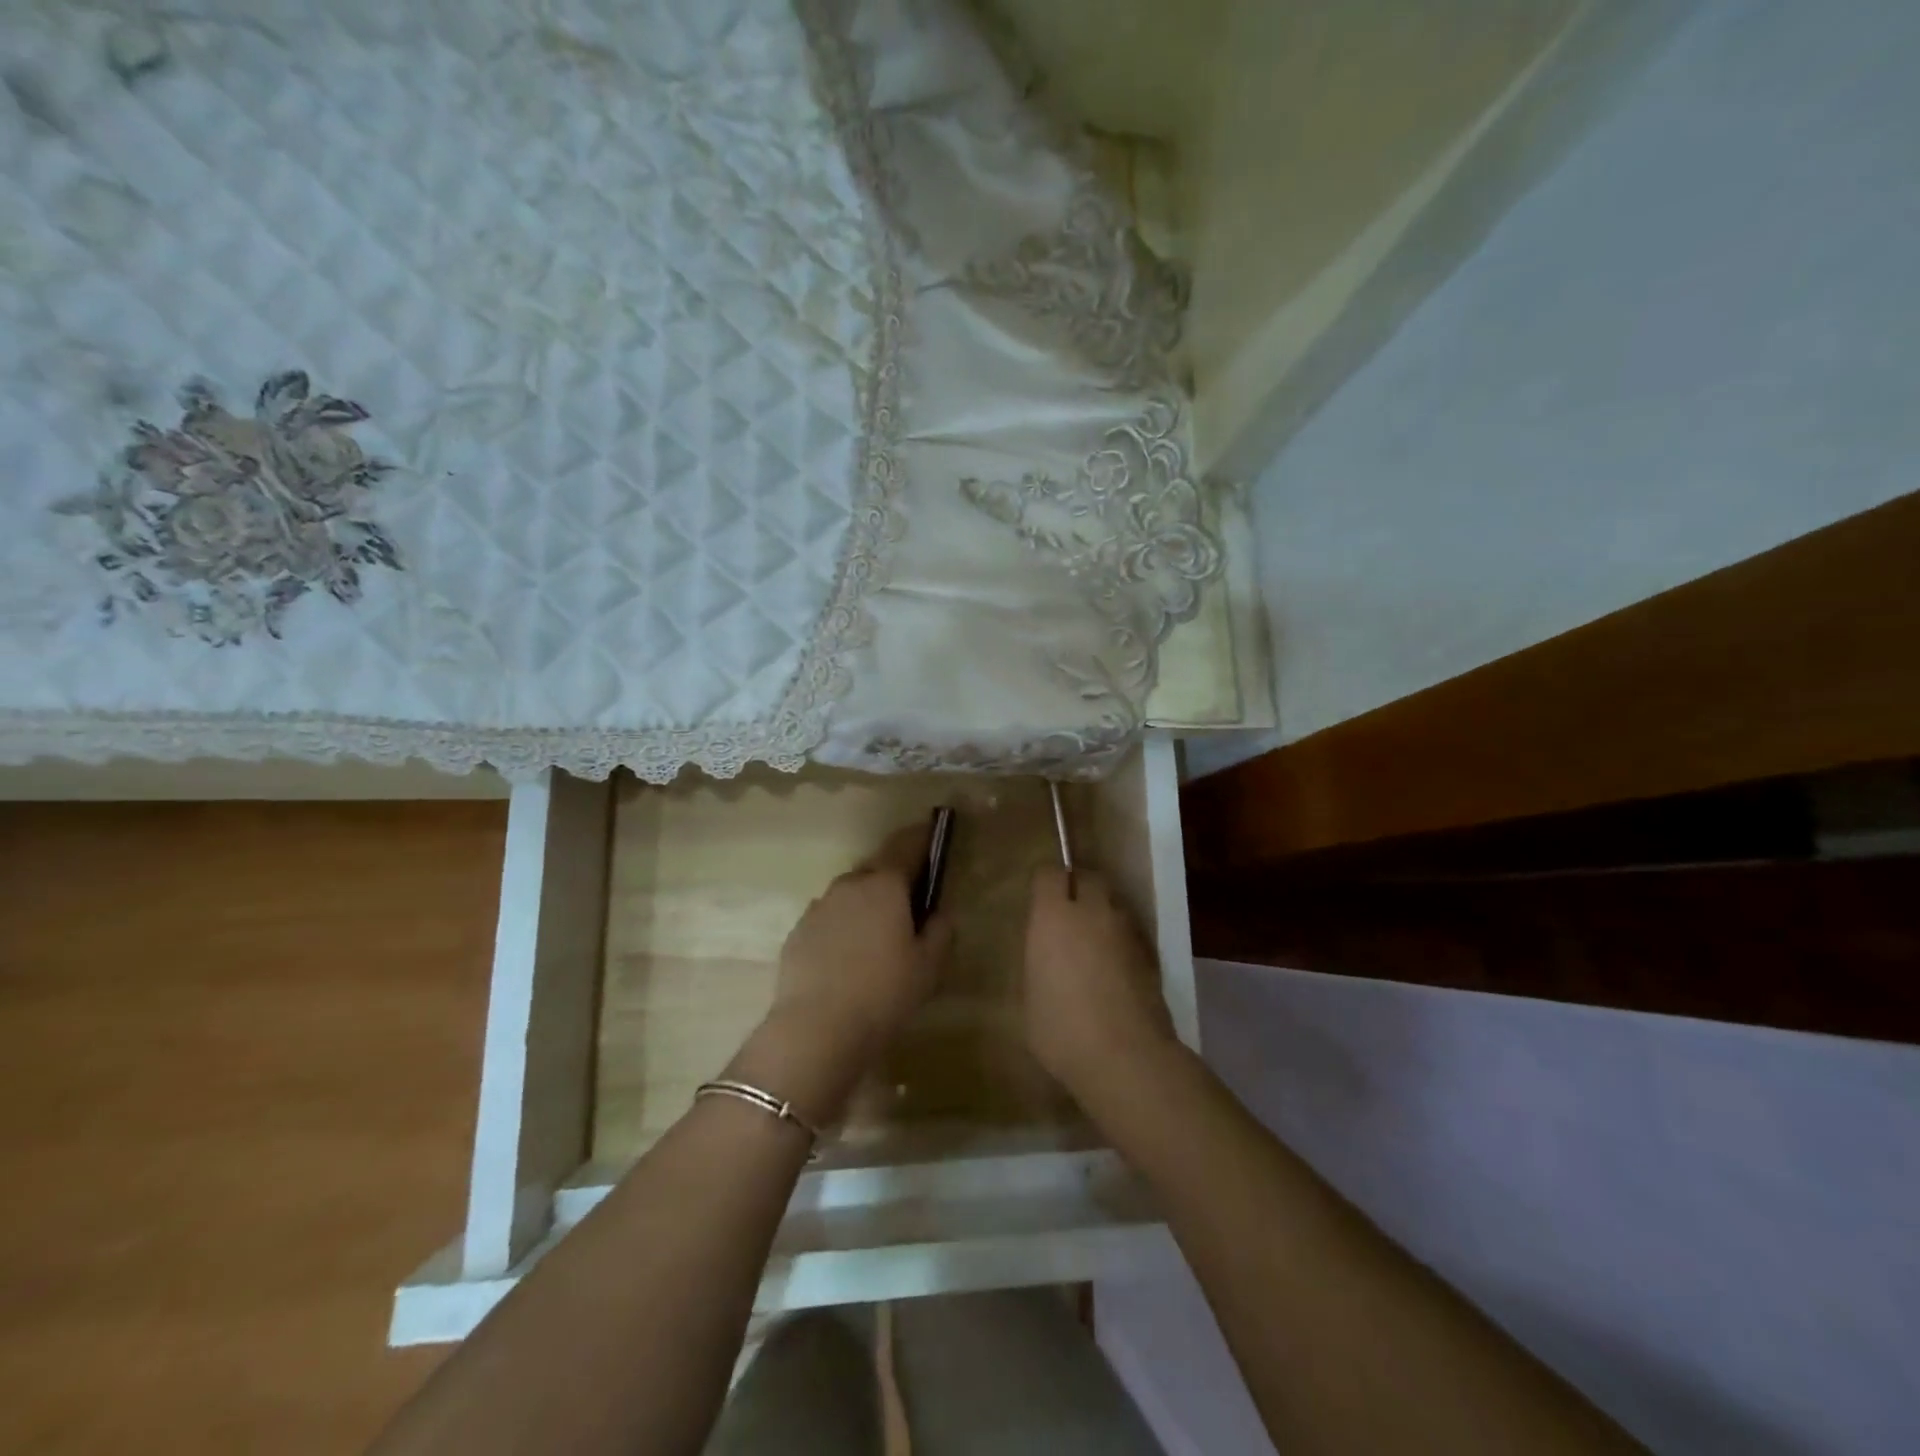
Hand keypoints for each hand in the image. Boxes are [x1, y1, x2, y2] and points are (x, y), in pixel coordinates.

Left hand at [735, 825, 951, 1123]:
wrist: (816, 1030)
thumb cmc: (884, 993)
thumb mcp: (929, 966)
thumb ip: (940, 930)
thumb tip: (938, 911)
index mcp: (885, 885)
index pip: (907, 846)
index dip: (922, 838)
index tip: (933, 833)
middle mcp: (849, 885)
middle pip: (877, 870)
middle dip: (894, 879)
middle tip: (910, 904)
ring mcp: (818, 907)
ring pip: (851, 895)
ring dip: (867, 905)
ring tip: (878, 939)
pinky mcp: (797, 933)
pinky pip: (830, 920)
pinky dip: (843, 928)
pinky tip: (849, 959)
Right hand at [1023, 866, 1175, 1098]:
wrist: (1126, 1057)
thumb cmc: (1062, 1029)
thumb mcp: (1030, 996)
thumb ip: (1038, 961)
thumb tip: (1046, 952)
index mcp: (1054, 916)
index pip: (1050, 874)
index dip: (1045, 883)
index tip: (1040, 900)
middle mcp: (1092, 912)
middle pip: (1089, 878)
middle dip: (1078, 887)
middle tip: (1067, 913)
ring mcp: (1126, 931)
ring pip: (1113, 904)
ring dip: (1102, 913)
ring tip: (1092, 943)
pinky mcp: (1150, 954)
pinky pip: (1130, 932)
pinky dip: (1120, 940)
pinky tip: (1113, 969)